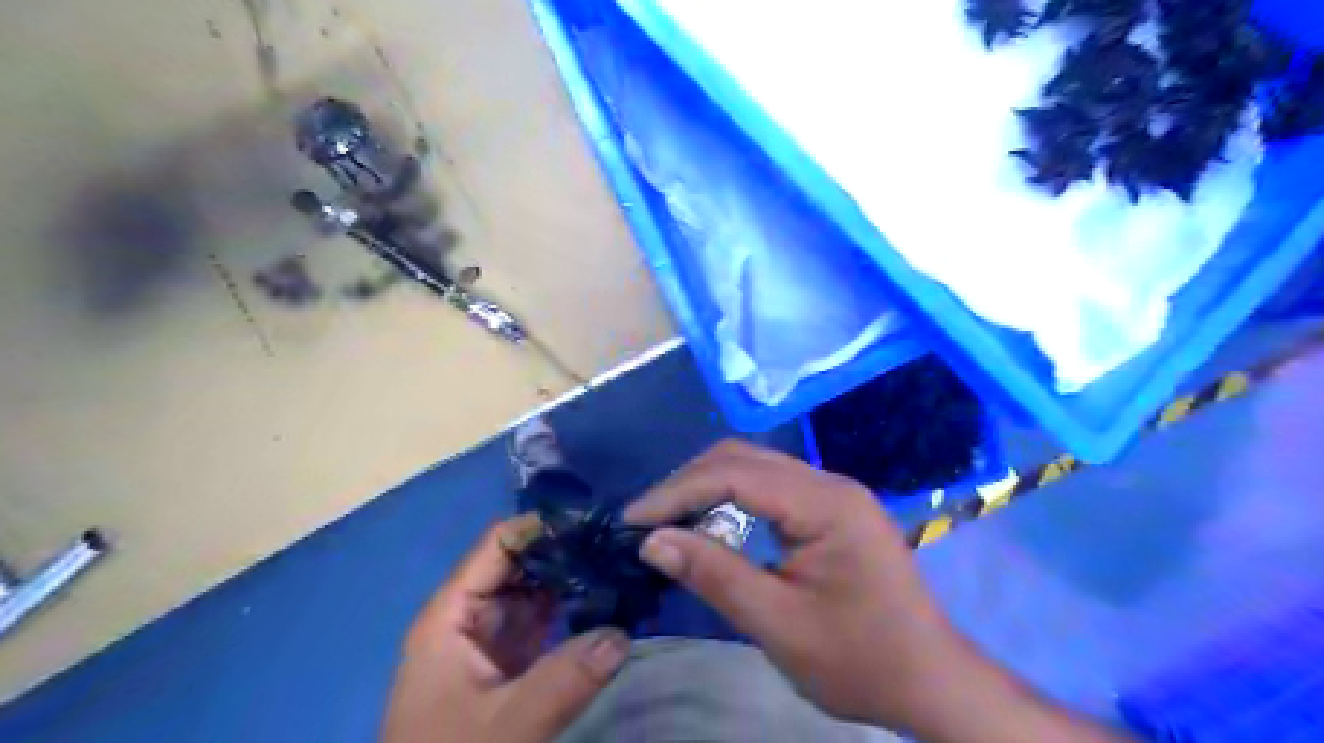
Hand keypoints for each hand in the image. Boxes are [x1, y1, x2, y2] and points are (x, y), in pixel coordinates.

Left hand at [384, 517, 630, 741]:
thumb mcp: (505, 728)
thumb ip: (564, 680)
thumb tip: (623, 634)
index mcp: (452, 613)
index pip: (499, 544)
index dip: (545, 526)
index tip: (597, 522)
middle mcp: (469, 616)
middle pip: (520, 564)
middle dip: (568, 551)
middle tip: (621, 544)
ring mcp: (489, 640)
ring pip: (535, 593)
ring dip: (574, 579)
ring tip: (622, 565)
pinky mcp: (507, 665)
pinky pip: (543, 624)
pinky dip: (573, 612)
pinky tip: (607, 604)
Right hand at [628, 439, 956, 728]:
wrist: (930, 681)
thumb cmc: (859, 659)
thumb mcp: (779, 625)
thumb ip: (715, 576)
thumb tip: (652, 541)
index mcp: (825, 503)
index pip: (736, 474)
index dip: (677, 491)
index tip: (633, 520)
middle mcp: (830, 483)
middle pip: (745, 458)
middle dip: (688, 482)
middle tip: (647, 519)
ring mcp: (834, 493)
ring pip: (756, 467)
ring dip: (708, 486)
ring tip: (669, 519)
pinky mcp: (832, 509)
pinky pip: (771, 487)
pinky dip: (732, 497)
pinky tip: (711, 521)